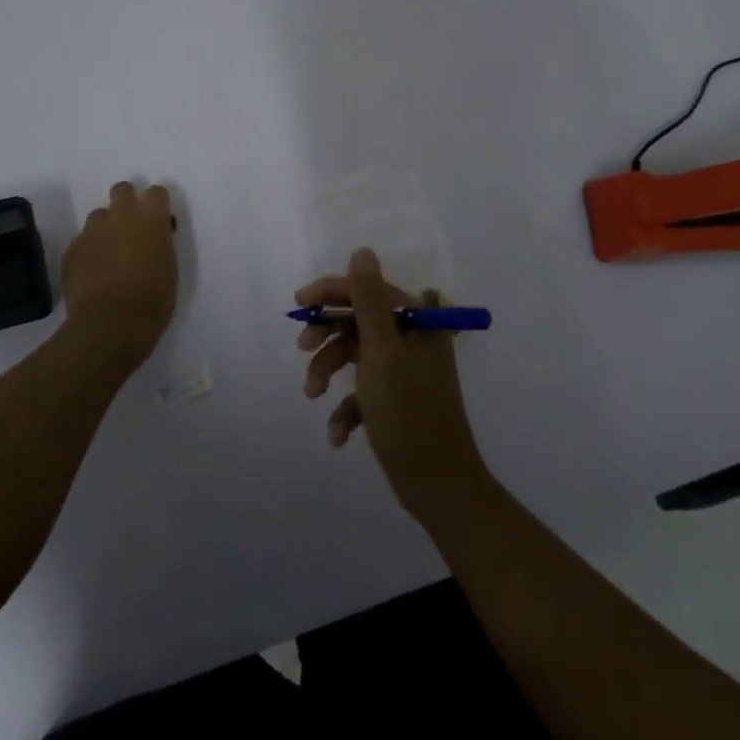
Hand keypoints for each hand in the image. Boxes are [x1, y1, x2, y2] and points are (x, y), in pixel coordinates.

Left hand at [61, 181, 177, 365]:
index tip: (159, 220)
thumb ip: (160, 244)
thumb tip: (153, 238)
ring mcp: (93, 232)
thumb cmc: (152, 302)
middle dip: (126, 202)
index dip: (157, 204)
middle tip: (131, 227)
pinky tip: (92, 272)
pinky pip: (82, 241)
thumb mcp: (169, 269)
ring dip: (105, 228)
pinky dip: (89, 251)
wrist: (109, 326)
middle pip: (122, 190)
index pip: (156, 192)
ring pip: (99, 215)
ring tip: (108, 253)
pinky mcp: (72, 250)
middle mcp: (121, 217)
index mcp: (151, 220)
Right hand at [295, 248, 489, 521]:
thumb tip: (362, 251)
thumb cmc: (409, 414)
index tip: (299, 305)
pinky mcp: (396, 399)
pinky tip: (339, 434)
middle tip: (303, 350)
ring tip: (314, 395)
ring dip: (329, 372)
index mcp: (416, 321)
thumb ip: (369, 300)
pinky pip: (362, 390)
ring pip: (355, 355)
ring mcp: (404, 370)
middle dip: (328, 336)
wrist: (439, 488)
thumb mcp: (382, 352)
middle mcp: (412, 338)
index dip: (331, 292)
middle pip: (358, 321)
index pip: (367, 288)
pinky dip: (347, 408)